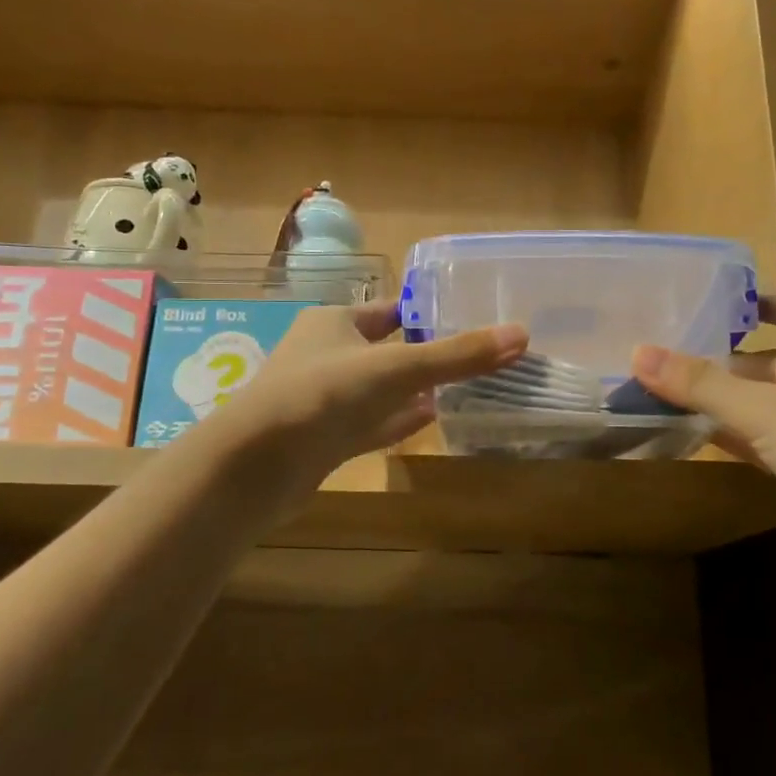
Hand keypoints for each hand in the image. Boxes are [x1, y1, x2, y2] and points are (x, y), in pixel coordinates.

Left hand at [217, 301, 527, 489]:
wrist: (254, 465)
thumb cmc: (322, 395)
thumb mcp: (396, 368)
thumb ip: (457, 355)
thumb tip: (522, 335)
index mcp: (335, 321)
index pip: (390, 310)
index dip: (427, 313)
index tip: (468, 319)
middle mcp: (326, 354)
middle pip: (386, 349)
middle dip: (425, 354)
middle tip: (473, 357)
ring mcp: (323, 400)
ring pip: (378, 389)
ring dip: (413, 390)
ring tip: (459, 388)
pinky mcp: (323, 439)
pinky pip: (370, 424)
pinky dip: (398, 421)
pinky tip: (428, 421)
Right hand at [632, 294, 775, 574]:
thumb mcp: (767, 412)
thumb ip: (702, 384)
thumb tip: (638, 353)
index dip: (761, 301)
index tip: (714, 303)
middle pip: (771, 358)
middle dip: (725, 358)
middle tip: (671, 355)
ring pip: (768, 401)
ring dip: (727, 399)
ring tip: (672, 392)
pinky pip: (771, 437)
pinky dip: (740, 434)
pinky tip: (700, 435)